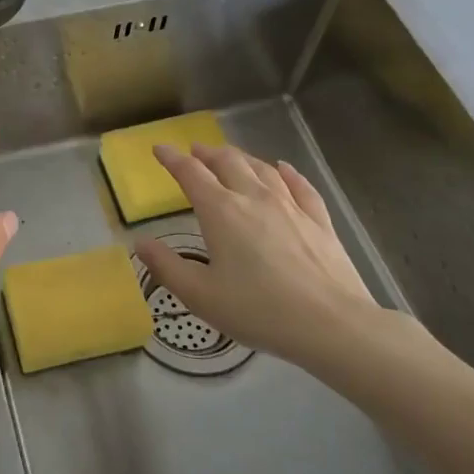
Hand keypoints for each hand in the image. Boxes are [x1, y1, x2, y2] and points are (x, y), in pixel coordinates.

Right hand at [132, 143, 400, 377]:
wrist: (332, 325)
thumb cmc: (259, 311)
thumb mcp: (201, 296)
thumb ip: (167, 267)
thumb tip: (140, 243)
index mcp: (221, 212)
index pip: (191, 174)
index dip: (172, 159)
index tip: (159, 148)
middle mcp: (254, 198)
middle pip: (228, 163)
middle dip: (208, 153)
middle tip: (196, 151)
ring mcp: (291, 206)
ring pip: (262, 169)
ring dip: (242, 158)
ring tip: (231, 157)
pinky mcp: (319, 221)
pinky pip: (300, 186)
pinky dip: (287, 172)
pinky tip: (283, 168)